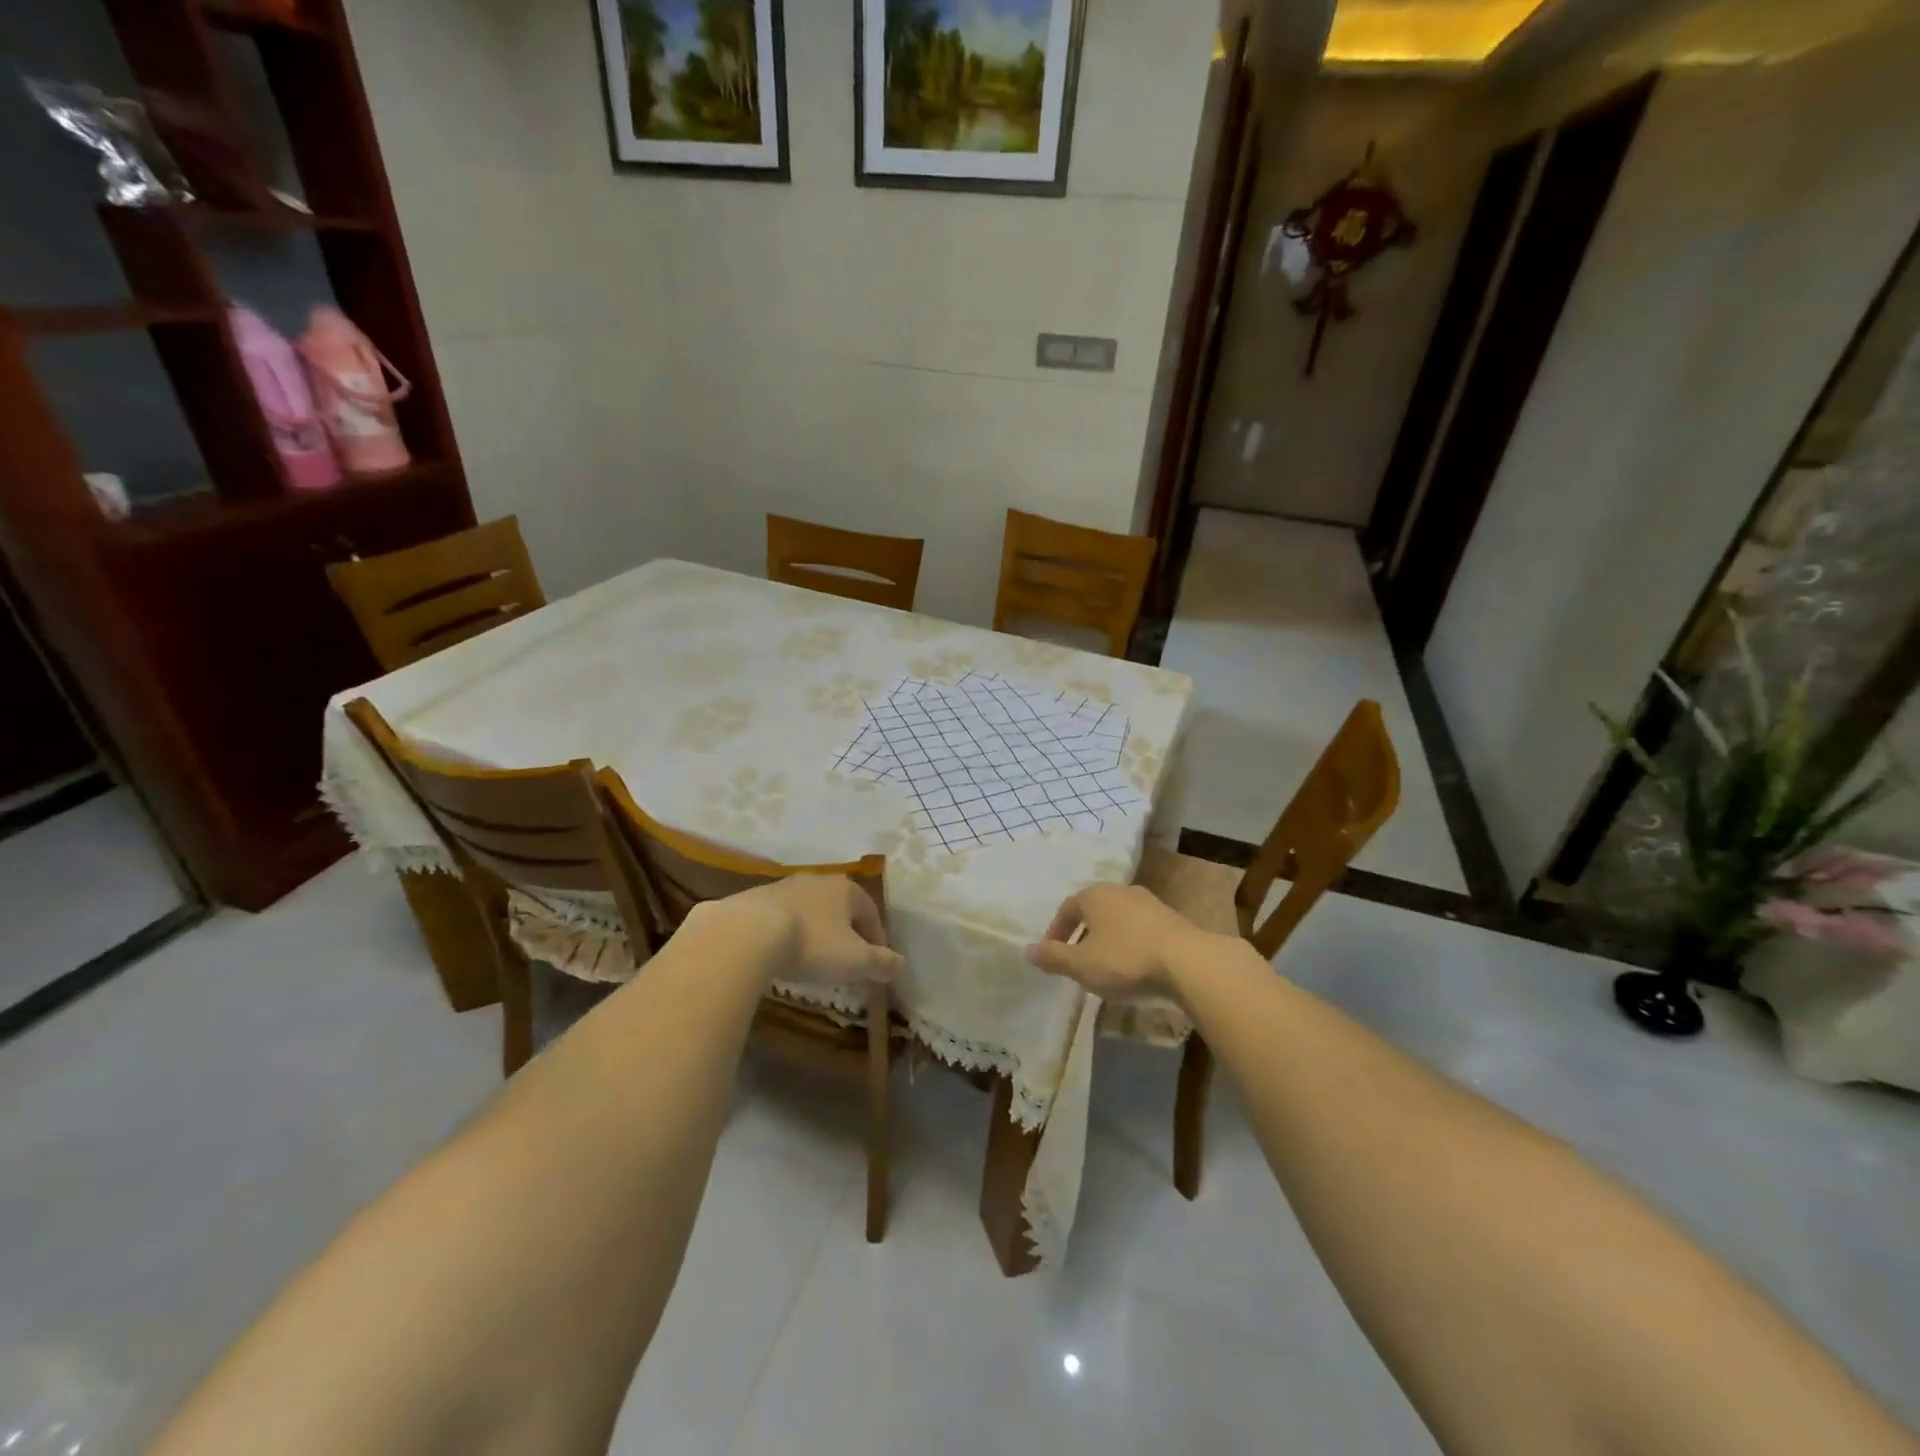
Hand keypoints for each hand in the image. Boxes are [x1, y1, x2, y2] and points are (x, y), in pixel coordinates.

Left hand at [716, 874, 902, 987]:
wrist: (746, 933)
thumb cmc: (812, 944)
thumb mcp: (854, 960)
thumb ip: (881, 963)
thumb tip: (900, 965)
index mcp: (846, 889)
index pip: (871, 913)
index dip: (877, 940)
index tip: (875, 965)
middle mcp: (817, 880)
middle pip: (840, 910)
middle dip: (846, 936)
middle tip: (846, 964)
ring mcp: (783, 887)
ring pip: (810, 912)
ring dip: (816, 934)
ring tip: (812, 962)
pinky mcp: (754, 900)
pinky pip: (781, 918)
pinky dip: (787, 935)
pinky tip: (781, 955)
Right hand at [1024, 882, 1218, 999]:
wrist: (1188, 962)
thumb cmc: (1125, 959)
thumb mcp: (1082, 965)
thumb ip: (1053, 957)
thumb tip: (1027, 951)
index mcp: (1094, 895)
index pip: (1067, 908)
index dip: (1056, 932)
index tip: (1052, 954)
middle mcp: (1120, 891)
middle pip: (1094, 911)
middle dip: (1083, 934)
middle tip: (1077, 960)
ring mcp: (1149, 902)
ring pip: (1118, 919)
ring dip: (1108, 939)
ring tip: (1105, 966)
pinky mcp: (1171, 919)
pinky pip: (1141, 929)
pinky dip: (1131, 944)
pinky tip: (1134, 967)